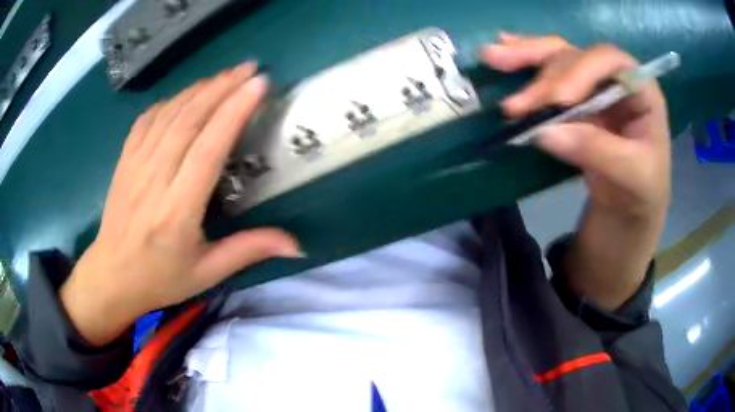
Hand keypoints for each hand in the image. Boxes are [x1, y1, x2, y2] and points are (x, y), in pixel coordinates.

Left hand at [61, 63, 300, 345]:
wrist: (112, 276)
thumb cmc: (160, 278)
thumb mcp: (207, 273)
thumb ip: (248, 251)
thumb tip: (297, 245)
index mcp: (177, 211)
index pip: (208, 148)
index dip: (234, 111)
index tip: (259, 85)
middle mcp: (154, 180)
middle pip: (189, 119)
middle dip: (222, 87)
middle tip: (250, 69)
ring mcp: (135, 165)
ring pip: (169, 113)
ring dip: (200, 89)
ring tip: (226, 75)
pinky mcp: (124, 160)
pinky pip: (148, 119)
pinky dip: (170, 101)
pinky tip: (186, 95)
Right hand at [481, 34, 670, 308]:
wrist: (630, 205)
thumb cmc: (643, 190)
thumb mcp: (631, 176)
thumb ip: (596, 151)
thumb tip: (543, 132)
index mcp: (641, 91)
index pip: (610, 62)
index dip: (581, 71)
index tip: (557, 100)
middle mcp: (615, 79)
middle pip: (576, 58)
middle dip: (545, 78)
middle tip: (515, 106)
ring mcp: (593, 85)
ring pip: (557, 57)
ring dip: (524, 58)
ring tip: (492, 58)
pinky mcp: (575, 97)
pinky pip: (548, 73)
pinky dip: (525, 63)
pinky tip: (503, 50)